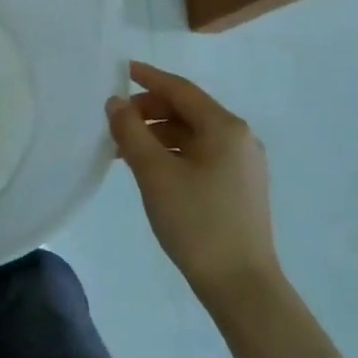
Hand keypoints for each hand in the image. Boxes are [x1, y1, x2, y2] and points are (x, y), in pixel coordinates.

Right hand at [107, 60, 278, 295]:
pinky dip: (172, 152)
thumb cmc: (197, 222)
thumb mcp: (154, 173)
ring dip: (157, 133)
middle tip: (115, 119)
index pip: (180, 90)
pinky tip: (149, 167)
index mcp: (225, 128)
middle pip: (187, 110)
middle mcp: (239, 139)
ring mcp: (242, 165)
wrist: (242, 288)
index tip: (120, 70)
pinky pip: (200, 155)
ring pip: (192, 134)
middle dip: (149, 110)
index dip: (148, 78)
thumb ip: (131, 131)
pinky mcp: (238, 188)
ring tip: (124, 147)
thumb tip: (115, 102)